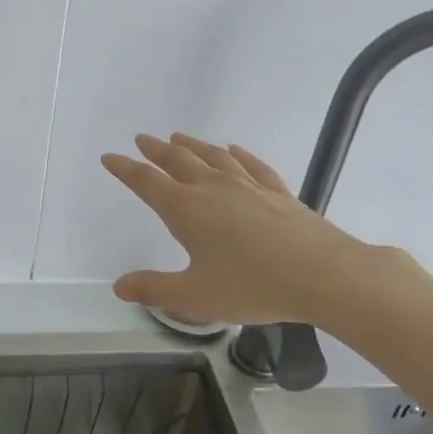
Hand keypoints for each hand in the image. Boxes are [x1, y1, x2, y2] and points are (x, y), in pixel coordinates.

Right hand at [101, 133, 371, 326]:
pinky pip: (252, 165)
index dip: (125, 169)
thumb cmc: (252, 286)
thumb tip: (119, 286)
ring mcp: (248, 186)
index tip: (110, 157)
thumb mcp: (195, 296)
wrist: (322, 274)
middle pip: (178, 161)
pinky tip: (234, 149)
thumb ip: (154, 289)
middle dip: (156, 151)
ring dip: (192, 146)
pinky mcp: (277, 191)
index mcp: (186, 210)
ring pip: (213, 157)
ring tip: (178, 137)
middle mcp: (213, 188)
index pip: (147, 183)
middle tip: (142, 140)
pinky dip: (238, 154)